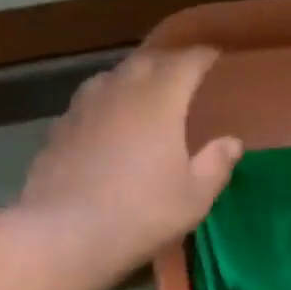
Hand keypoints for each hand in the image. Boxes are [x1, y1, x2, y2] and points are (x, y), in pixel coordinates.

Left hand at [18, 47, 241, 285]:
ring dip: (131, 79)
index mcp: (160, 99)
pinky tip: (104, 125)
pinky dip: (104, 105)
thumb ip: (216, 164)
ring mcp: (84, 107)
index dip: (204, 56)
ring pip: (111, 78)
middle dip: (168, 63)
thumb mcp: (193, 197)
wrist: (65, 233)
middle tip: (182, 75)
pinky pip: (88, 104)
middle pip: (146, 61)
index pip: (187, 61)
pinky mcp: (58, 129)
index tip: (215, 58)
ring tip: (142, 94)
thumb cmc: (141, 213)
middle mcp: (120, 90)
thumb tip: (231, 142)